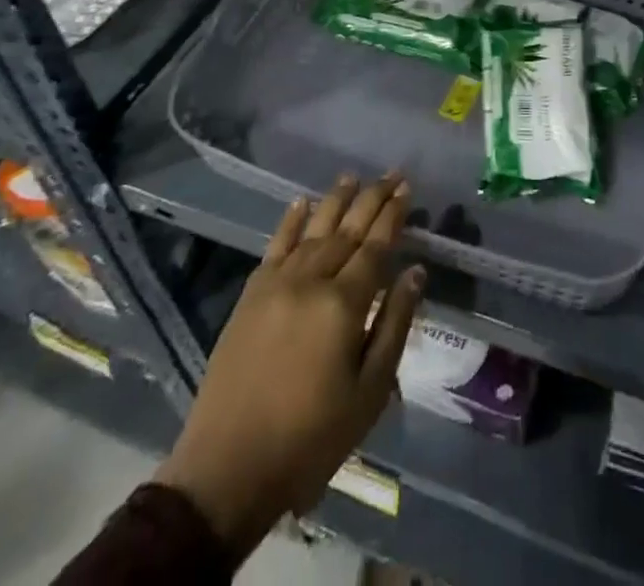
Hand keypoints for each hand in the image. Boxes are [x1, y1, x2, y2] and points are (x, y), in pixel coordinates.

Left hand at [153, 174, 422, 556]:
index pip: (375, 247)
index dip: (392, 216)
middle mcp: (311, 281)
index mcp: (344, 305)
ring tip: (353, 177)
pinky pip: (275, 246)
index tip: (406, 189)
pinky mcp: (250, 296)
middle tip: (391, 173)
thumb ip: (394, 325)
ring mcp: (276, 285)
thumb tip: (415, 272)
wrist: (228, 469)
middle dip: (372, 199)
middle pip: (347, 230)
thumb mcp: (369, 393)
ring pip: (313, 230)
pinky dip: (290, 221)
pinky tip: (302, 202)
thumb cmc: (310, 439)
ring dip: (335, 200)